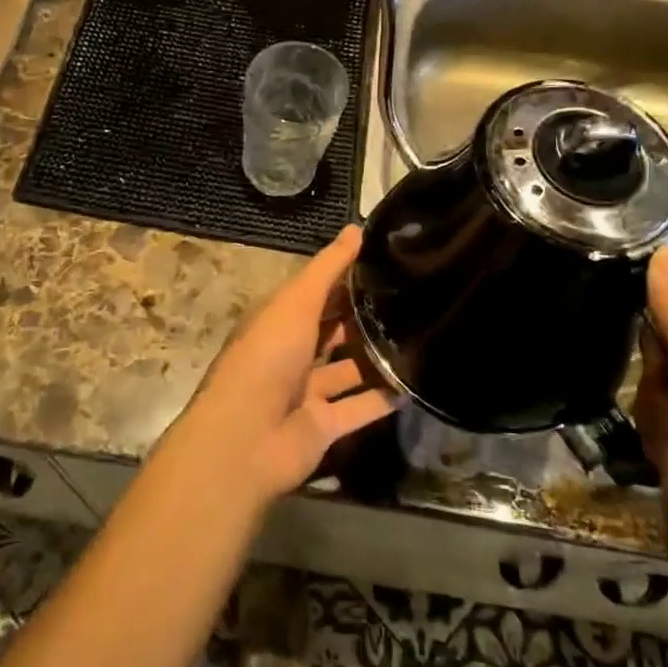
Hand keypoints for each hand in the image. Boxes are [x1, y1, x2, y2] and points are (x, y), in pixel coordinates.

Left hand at [172, 226, 398, 506]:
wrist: (245, 438)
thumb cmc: (267, 357)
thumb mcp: (296, 302)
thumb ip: (328, 268)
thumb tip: (356, 228)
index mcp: (279, 319)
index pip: (317, 292)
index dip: (347, 277)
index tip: (388, 261)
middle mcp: (291, 352)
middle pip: (333, 329)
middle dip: (365, 316)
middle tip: (414, 298)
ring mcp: (307, 391)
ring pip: (348, 368)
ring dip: (377, 357)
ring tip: (422, 336)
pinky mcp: (324, 425)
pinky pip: (360, 408)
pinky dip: (383, 398)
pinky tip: (416, 383)